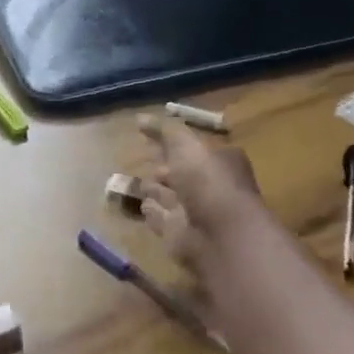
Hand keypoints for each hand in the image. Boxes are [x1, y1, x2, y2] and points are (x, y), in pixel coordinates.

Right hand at [138, 114, 264, 274]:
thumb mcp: (186, 146)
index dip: (174, 142)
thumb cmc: (207, 181)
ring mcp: (193, 211)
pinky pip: (159, 217)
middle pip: (181, 173)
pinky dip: (151, 211)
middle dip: (164, 167)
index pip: (194, 148)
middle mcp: (208, 186)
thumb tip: (140, 118)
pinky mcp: (177, 233)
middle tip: (143, 158)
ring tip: (134, 181)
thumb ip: (164, 131)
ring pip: (168, 195)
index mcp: (219, 161)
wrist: (217, 235)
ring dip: (154, 189)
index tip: (151, 135)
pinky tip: (140, 203)